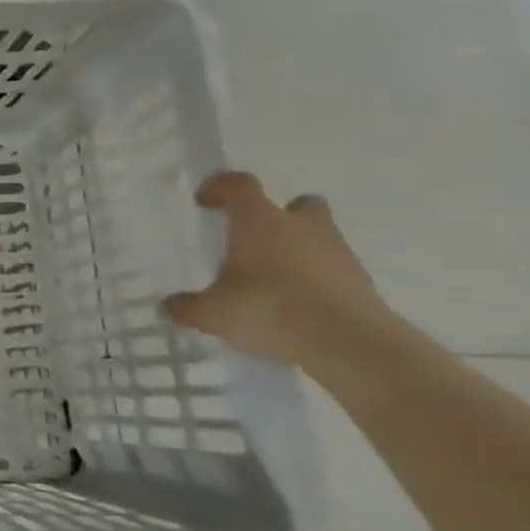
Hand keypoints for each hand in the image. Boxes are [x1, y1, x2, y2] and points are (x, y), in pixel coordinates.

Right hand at [162, 171, 390, 367]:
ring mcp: (337, 252)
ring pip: (318, 236)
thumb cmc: (269, 310)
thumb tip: (168, 306)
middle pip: (297, 205)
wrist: (350, 344)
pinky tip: (295, 306)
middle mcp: (301, 227)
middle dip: (279, 216)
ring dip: (298, 249)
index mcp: (259, 222)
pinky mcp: (361, 282)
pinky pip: (332, 269)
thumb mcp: (212, 313)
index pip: (240, 185)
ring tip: (272, 280)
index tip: (206, 201)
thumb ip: (188, 307)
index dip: (221, 187)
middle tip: (255, 240)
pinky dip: (315, 279)